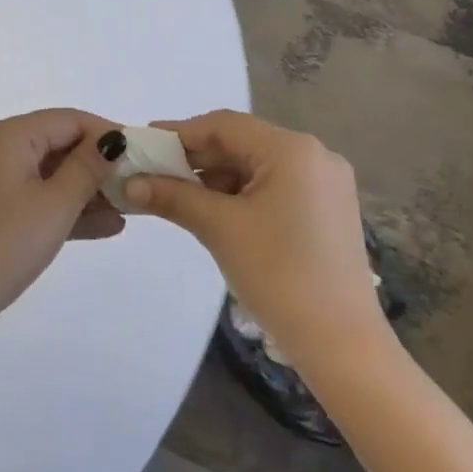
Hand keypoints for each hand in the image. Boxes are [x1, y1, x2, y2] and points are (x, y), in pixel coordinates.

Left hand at [0, 109, 122, 350]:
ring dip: (90, 191)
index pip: (71, 119)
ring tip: (131, 209)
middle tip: (141, 185)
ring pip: (53, 176)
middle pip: (61, 145)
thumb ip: (88, 168)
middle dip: (101, 165)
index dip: (109, 134)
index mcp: (11, 136)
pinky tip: (107, 228)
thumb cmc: (1, 244)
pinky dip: (69, 211)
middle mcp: (1, 151)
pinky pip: (40, 201)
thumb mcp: (54, 204)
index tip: (145, 154)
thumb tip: (113, 138)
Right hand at [124, 110, 383, 366]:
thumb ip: (173, 197)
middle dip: (197, 159)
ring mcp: (326, 183)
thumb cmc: (278, 275)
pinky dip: (243, 194)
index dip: (180, 133)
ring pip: (257, 166)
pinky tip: (215, 212)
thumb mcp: (219, 229)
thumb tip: (130, 183)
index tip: (144, 144)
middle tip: (154, 173)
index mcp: (293, 149)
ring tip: (179, 198)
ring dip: (217, 178)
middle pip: (242, 143)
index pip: (225, 125)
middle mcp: (315, 154)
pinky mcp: (328, 209)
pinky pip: (276, 186)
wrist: (342, 345)